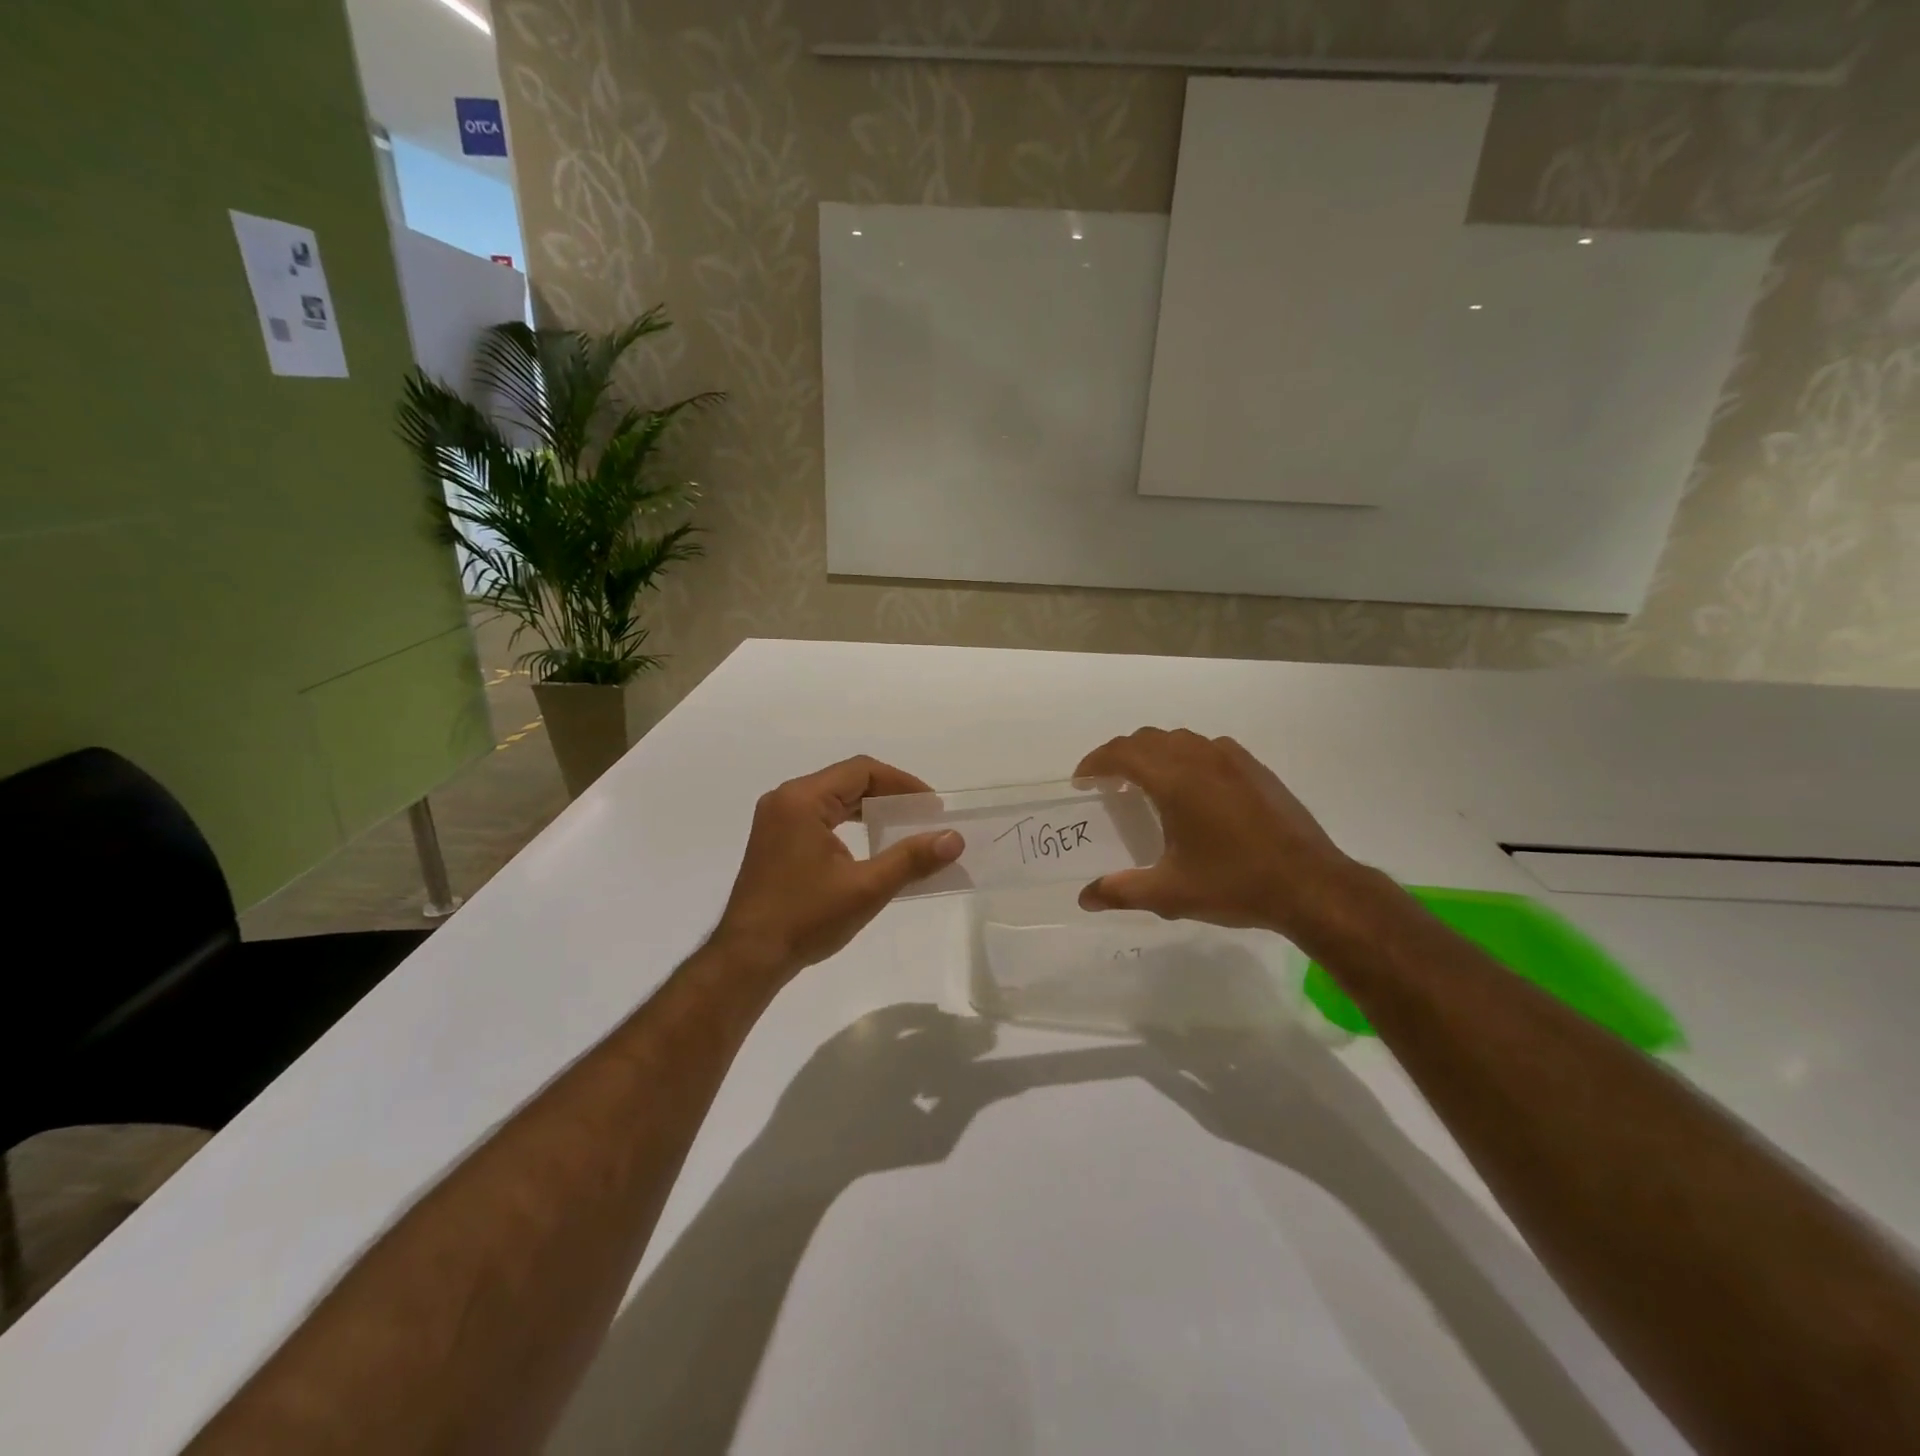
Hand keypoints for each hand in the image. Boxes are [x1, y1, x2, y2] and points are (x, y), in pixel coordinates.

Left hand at [712, 757, 962, 980]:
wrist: (747, 959)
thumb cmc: (805, 919)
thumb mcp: (866, 888)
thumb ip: (911, 859)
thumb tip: (954, 839)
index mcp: (802, 799)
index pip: (862, 771)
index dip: (902, 783)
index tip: (931, 808)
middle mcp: (785, 799)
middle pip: (847, 780)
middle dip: (888, 795)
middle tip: (922, 817)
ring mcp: (775, 819)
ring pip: (833, 798)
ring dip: (868, 809)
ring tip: (902, 828)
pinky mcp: (774, 840)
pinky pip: (819, 816)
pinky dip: (848, 823)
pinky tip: (868, 844)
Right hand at [1073, 728, 1354, 935]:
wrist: (1312, 885)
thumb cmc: (1235, 885)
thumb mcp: (1171, 894)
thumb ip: (1121, 891)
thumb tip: (1085, 898)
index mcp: (1175, 781)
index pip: (1122, 754)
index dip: (1095, 763)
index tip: (1081, 782)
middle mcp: (1201, 758)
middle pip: (1147, 739)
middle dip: (1120, 755)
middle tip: (1107, 783)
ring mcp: (1232, 760)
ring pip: (1179, 739)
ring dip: (1153, 752)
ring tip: (1145, 783)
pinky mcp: (1255, 769)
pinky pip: (1208, 747)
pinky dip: (1185, 756)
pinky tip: (1192, 788)